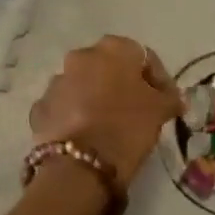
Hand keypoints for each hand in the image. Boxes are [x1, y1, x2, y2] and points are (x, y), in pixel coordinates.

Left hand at [30, 36, 180, 187]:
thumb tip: (174, 97)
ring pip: (84, 85)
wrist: (79, 165)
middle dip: (123, 85)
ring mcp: (57, 80)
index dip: (158, 79)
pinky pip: (65, 106)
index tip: (166, 102)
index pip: (143, 57)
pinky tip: (86, 136)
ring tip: (109, 125)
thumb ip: (169, 97)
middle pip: (109, 67)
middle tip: (137, 111)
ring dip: (96, 98)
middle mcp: (81, 56)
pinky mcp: (41, 106)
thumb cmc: (127, 127)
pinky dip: (75, 115)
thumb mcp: (160, 110)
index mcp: (113, 48)